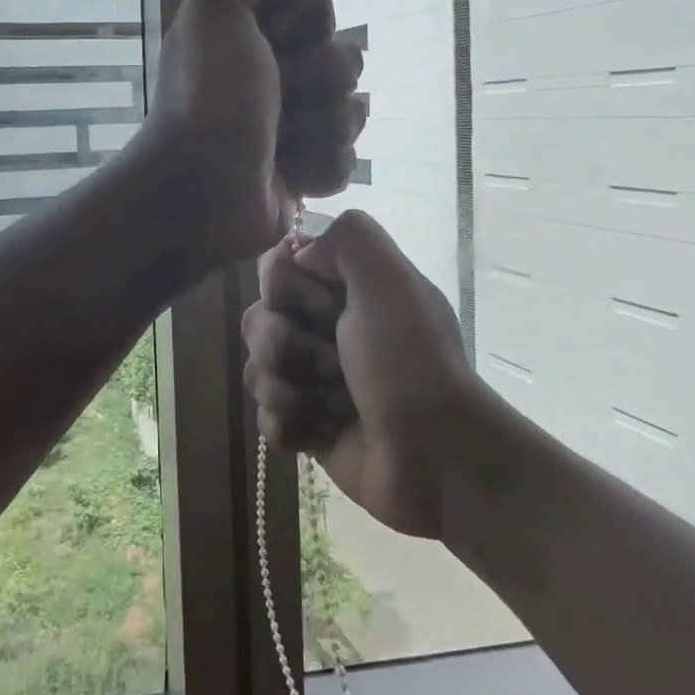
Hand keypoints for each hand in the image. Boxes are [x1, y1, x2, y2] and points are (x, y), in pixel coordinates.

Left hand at [136, 0, 365, 268]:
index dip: (309, 25)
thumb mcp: (212, 10)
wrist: (199, 190)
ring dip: (321, 128)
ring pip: (352, 113)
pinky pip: (347, 160)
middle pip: (345, 62)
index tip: (275, 42)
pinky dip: (320, 168)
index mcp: (254, 39)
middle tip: (277, 101)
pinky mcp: (304, 173)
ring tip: (280, 145)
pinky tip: (290, 176)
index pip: (320, 13)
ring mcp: (292, 127)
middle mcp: (275, 77)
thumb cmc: (208, 98)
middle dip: (318, 81)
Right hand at [242, 211, 481, 539]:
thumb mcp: (391, 280)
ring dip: (290, 389)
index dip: (285, 287)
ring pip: (256, 370)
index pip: (277, 269)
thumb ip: (349, 237)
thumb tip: (299, 255)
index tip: (321, 304)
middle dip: (284, 344)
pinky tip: (325, 432)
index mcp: (344, 290)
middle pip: (257, 319)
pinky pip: (266, 418)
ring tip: (334, 404)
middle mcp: (325, 329)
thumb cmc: (410, 362)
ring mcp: (313, 380)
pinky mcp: (307, 427)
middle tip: (333, 364)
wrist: (438, 457)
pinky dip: (292, 425)